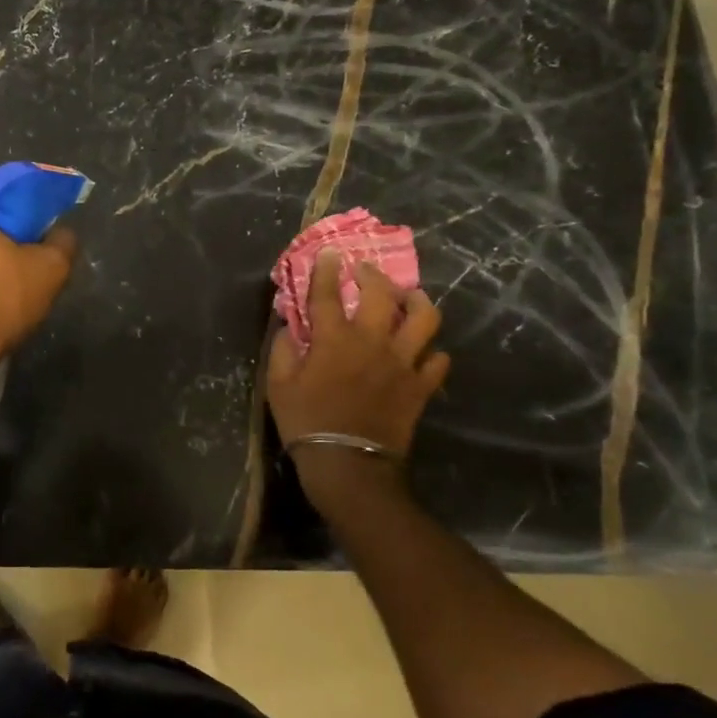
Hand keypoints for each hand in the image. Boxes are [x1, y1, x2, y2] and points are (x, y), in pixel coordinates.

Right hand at [266, 251, 449, 513]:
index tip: (331, 253)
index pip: (328, 294)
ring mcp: (402, 363)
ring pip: (424, 319)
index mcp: (334, 339)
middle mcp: (371, 342)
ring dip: (418, 302)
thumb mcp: (278, 385)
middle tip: (366, 271)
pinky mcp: (420, 387)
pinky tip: (422, 351)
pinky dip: (432, 352)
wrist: (349, 465)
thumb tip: (289, 328)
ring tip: (411, 298)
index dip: (327, 270)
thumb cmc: (306, 422)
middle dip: (373, 275)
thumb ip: (283, 350)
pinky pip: (438, 361)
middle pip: (381, 295)